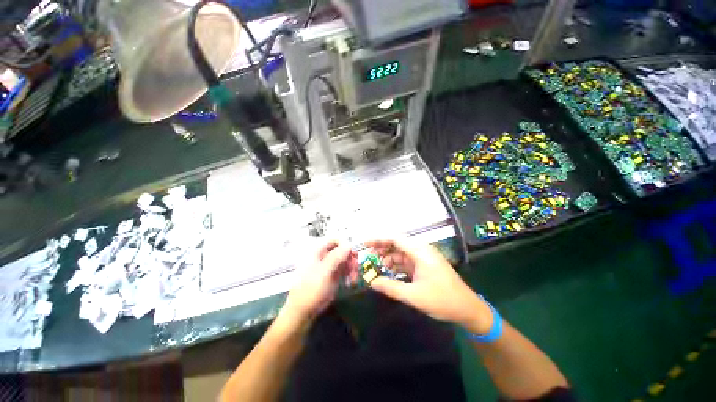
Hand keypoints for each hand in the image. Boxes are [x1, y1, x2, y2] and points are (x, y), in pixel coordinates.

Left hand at [282, 241, 357, 324]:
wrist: (304, 311)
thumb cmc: (311, 289)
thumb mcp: (324, 272)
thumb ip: (336, 257)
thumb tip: (348, 244)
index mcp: (318, 251)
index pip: (334, 240)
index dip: (344, 244)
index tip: (352, 254)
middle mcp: (324, 256)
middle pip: (342, 250)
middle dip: (350, 257)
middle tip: (356, 267)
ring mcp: (329, 266)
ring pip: (345, 259)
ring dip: (352, 266)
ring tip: (354, 278)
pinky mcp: (333, 275)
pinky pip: (345, 269)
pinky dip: (350, 273)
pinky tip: (352, 281)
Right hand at [366, 238, 493, 334]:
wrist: (468, 309)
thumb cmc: (442, 300)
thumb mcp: (414, 296)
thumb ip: (391, 287)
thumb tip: (371, 282)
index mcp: (420, 251)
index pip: (395, 238)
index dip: (378, 239)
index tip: (365, 243)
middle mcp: (421, 250)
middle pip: (396, 244)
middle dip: (381, 249)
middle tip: (367, 257)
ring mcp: (423, 258)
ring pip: (400, 253)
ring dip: (388, 259)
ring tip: (375, 267)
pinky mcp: (424, 266)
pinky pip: (406, 262)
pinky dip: (396, 266)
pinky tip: (387, 272)